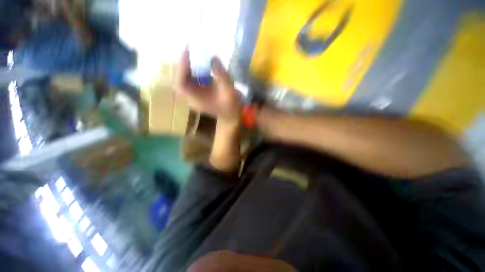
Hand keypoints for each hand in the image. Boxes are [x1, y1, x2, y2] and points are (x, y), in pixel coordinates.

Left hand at [176, 48, 241, 123]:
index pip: (181, 84)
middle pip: (180, 79)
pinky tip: (201, 63)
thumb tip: (213, 57)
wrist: (232, 114)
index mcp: (197, 101)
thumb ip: (221, 75)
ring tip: (195, 53)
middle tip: (190, 50)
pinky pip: (192, 79)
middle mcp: (192, 98)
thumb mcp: (229, 91)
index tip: (187, 52)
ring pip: (185, 78)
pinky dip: (195, 69)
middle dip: (184, 64)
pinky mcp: (199, 92)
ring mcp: (195, 95)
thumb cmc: (231, 106)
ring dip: (189, 65)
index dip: (181, 68)